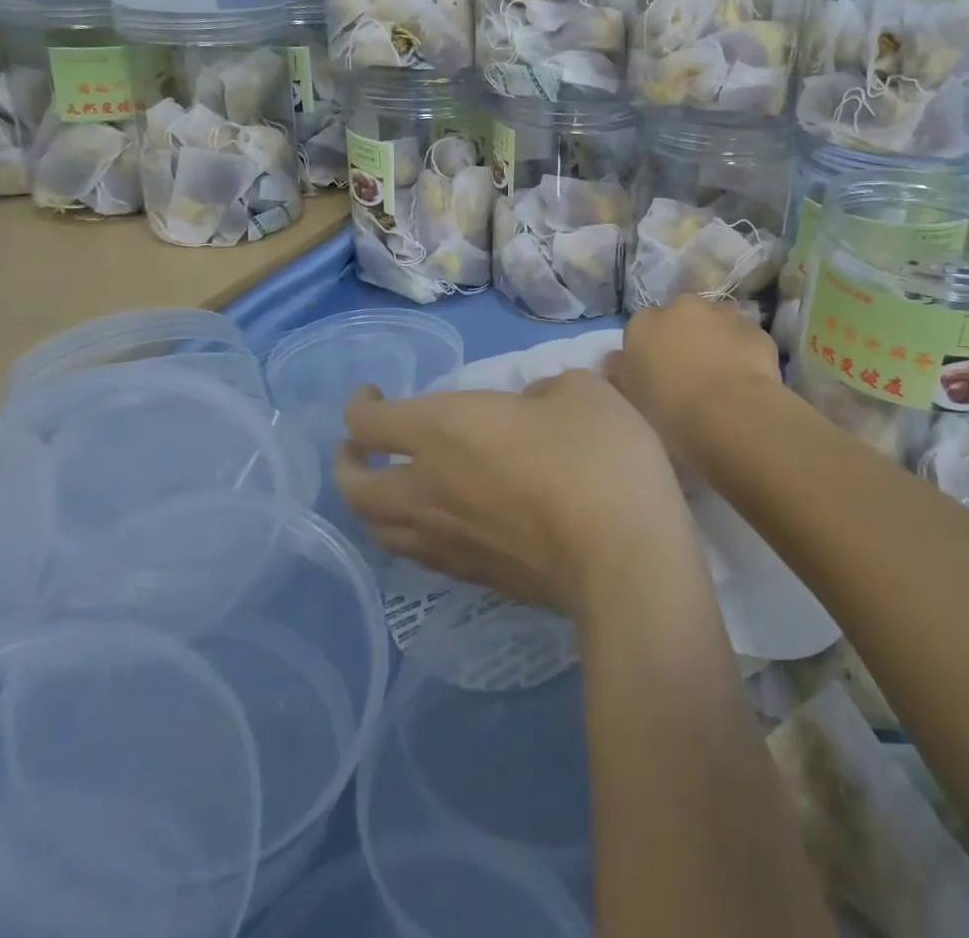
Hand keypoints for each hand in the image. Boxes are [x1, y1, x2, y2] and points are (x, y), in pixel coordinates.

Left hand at [336, 370, 694, 615]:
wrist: (622, 556)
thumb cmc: (595, 457)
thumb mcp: (579, 392)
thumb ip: (543, 391)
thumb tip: (530, 408)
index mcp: (443, 430)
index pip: (369, 424)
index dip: (359, 407)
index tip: (371, 395)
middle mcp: (428, 489)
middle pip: (354, 489)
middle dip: (347, 465)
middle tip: (358, 450)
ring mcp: (447, 542)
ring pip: (379, 530)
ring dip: (371, 507)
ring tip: (387, 491)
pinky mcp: (475, 578)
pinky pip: (419, 555)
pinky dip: (411, 535)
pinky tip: (438, 525)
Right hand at [606, 295, 782, 471]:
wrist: (730, 415)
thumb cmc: (669, 411)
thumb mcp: (629, 398)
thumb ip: (618, 372)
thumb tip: (616, 359)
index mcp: (644, 323)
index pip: (640, 328)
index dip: (648, 351)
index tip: (654, 377)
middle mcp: (682, 307)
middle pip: (680, 317)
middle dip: (683, 337)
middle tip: (688, 374)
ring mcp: (723, 314)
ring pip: (715, 322)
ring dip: (715, 339)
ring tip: (719, 376)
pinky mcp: (756, 330)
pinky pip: (744, 339)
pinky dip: (742, 352)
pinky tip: (744, 381)